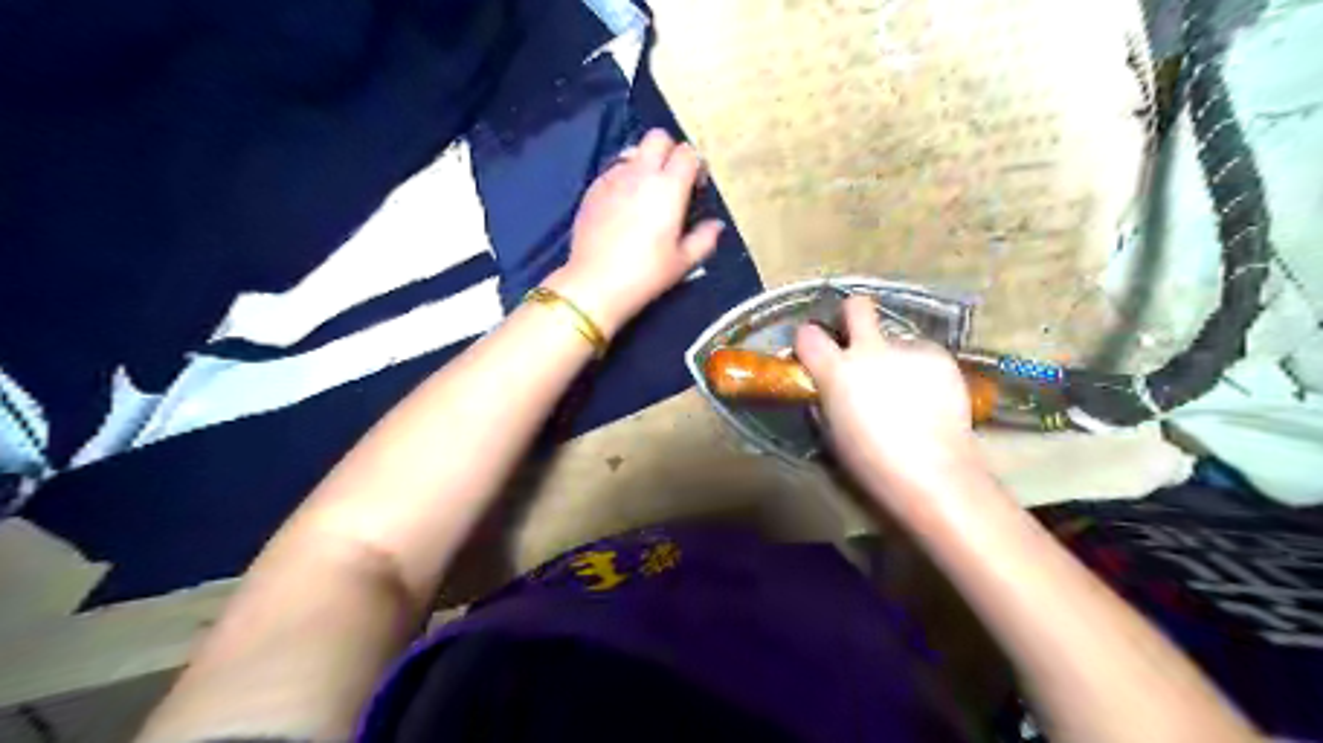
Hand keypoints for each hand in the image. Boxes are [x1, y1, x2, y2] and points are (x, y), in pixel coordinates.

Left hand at [538, 127, 723, 336]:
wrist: (595, 283)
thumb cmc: (646, 274)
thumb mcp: (683, 262)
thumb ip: (704, 239)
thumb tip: (716, 225)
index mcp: (669, 187)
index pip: (687, 153)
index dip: (695, 165)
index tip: (696, 187)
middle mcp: (640, 173)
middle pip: (658, 138)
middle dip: (669, 151)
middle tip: (672, 181)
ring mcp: (613, 178)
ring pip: (633, 151)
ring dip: (644, 163)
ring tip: (646, 191)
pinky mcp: (592, 189)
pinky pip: (613, 170)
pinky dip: (623, 178)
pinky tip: (623, 205)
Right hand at [788, 296, 985, 505]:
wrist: (934, 474)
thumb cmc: (872, 463)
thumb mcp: (832, 432)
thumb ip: (826, 398)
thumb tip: (825, 384)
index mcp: (837, 370)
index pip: (807, 334)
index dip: (808, 340)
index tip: (813, 351)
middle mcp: (871, 350)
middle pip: (857, 306)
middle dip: (852, 315)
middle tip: (856, 338)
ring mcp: (910, 350)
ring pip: (895, 339)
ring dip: (893, 357)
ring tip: (907, 392)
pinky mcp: (941, 358)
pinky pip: (922, 355)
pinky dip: (921, 370)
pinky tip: (929, 398)